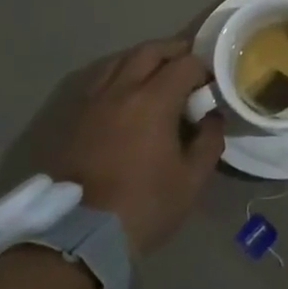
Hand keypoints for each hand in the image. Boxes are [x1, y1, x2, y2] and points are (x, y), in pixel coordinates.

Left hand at [37, 39, 224, 254]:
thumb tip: (212, 116)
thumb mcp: (191, 180)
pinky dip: (119, 75)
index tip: (213, 82)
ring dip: (143, 59)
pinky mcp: (74, 118)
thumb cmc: (144, 206)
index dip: (204, 67)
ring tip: (158, 74)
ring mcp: (93, 102)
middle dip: (174, 51)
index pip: (185, 64)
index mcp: (153, 100)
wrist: (80, 237)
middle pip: (149, 51)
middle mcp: (121, 90)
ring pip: (119, 61)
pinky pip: (100, 80)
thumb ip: (209, 141)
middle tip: (190, 64)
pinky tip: (127, 94)